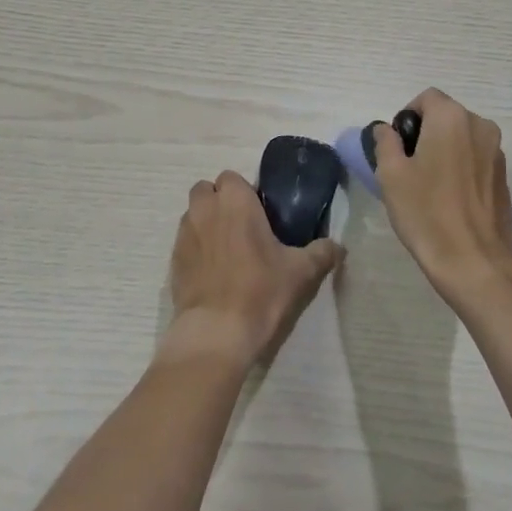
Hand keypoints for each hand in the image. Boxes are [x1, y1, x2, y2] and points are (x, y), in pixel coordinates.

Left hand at [162, 171, 342, 368]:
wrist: (216, 333)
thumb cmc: (261, 291)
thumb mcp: (301, 272)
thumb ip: (322, 253)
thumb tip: (338, 247)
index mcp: (235, 201)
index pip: (232, 177)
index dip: (245, 192)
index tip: (260, 214)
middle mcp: (205, 209)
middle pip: (206, 190)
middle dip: (220, 202)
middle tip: (242, 227)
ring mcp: (184, 234)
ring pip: (193, 214)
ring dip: (206, 222)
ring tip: (227, 250)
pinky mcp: (173, 261)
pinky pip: (185, 242)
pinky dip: (196, 249)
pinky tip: (213, 273)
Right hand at [374, 89, 511, 305]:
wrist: (474, 261)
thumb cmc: (426, 212)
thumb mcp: (391, 174)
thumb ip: (385, 142)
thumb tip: (387, 130)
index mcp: (452, 118)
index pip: (426, 98)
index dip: (407, 118)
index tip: (398, 148)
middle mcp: (480, 126)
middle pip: (446, 116)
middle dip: (426, 134)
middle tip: (408, 169)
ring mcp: (497, 152)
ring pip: (462, 138)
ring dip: (445, 151)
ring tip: (429, 186)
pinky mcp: (504, 177)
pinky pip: (476, 159)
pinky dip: (461, 168)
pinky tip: (450, 199)